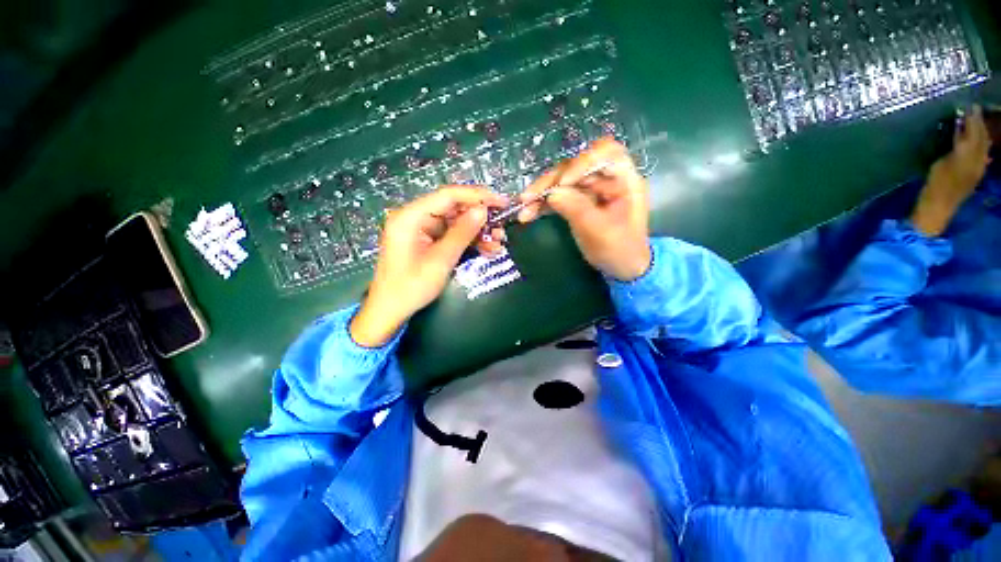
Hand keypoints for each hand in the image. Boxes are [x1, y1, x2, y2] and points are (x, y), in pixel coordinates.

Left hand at [350, 186, 507, 346]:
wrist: (390, 310)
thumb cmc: (411, 287)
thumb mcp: (440, 260)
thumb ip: (462, 233)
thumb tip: (483, 211)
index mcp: (411, 216)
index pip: (449, 195)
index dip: (477, 196)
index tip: (501, 202)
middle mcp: (415, 217)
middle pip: (453, 207)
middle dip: (480, 217)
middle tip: (502, 225)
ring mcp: (421, 229)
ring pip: (455, 222)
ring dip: (477, 230)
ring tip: (498, 240)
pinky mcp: (427, 241)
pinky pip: (451, 234)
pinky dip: (468, 240)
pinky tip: (486, 248)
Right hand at [518, 137, 650, 280]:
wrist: (622, 267)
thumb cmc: (620, 250)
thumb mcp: (601, 232)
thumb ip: (578, 210)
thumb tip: (552, 193)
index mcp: (624, 179)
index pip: (605, 153)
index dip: (582, 163)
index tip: (563, 183)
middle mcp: (606, 179)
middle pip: (575, 167)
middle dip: (550, 181)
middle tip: (529, 198)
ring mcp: (589, 190)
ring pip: (561, 181)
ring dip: (540, 192)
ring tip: (523, 207)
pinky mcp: (577, 201)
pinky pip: (557, 196)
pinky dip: (541, 204)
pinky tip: (527, 213)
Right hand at [911, 105, 993, 235]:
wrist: (937, 209)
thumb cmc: (934, 186)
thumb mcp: (941, 163)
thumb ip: (954, 145)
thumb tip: (960, 127)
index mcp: (969, 155)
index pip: (974, 132)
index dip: (972, 118)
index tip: (968, 105)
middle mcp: (978, 160)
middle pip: (982, 138)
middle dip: (978, 124)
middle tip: (973, 109)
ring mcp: (977, 169)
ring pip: (984, 146)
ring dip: (981, 134)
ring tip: (977, 123)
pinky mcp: (974, 175)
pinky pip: (982, 156)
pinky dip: (981, 146)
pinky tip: (981, 144)